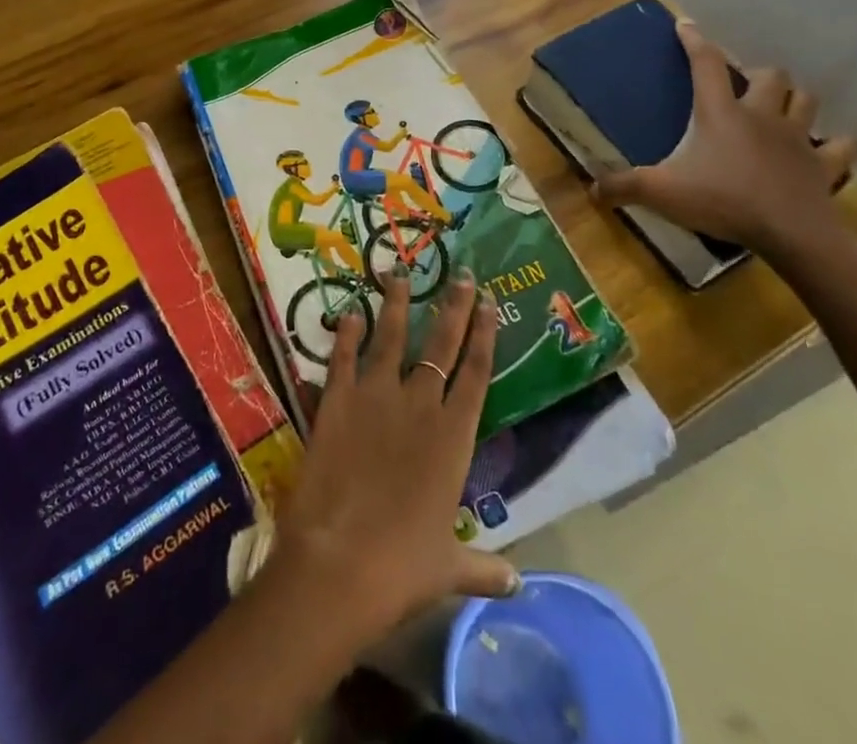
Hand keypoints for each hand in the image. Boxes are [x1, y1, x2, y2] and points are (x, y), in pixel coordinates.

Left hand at [272, 270, 517, 640]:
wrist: (340, 562)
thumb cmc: (403, 567)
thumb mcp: (449, 567)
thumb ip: (484, 567)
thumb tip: (519, 586)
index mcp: (454, 436)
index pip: (478, 372)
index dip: (485, 335)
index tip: (490, 303)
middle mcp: (420, 403)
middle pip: (442, 342)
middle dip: (454, 306)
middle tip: (462, 274)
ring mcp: (376, 395)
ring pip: (392, 336)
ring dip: (396, 302)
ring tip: (398, 271)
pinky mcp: (337, 398)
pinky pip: (343, 356)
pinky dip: (346, 333)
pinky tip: (349, 312)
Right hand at [593, 22, 856, 274]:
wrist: (791, 235)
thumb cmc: (723, 202)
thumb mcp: (661, 193)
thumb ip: (623, 187)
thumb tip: (590, 190)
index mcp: (720, 113)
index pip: (706, 64)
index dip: (694, 41)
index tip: (686, 24)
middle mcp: (761, 116)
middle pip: (770, 76)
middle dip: (758, 75)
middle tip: (744, 87)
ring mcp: (798, 139)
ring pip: (807, 101)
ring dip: (795, 100)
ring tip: (783, 109)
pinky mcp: (824, 167)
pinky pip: (840, 148)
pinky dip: (836, 146)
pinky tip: (827, 150)